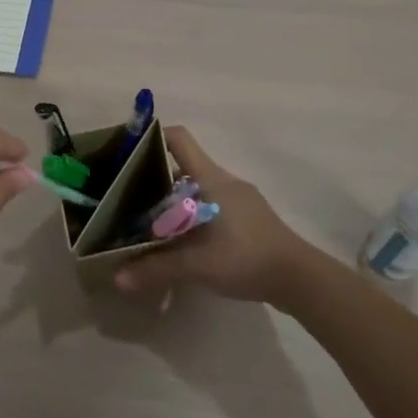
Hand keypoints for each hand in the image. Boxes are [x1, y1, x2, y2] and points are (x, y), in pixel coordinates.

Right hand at [115, 127, 317, 305]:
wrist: (299, 278)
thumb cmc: (246, 257)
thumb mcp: (197, 265)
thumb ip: (157, 268)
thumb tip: (118, 278)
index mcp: (210, 178)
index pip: (179, 139)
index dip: (153, 138)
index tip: (128, 154)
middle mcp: (223, 180)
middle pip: (182, 165)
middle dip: (154, 178)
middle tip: (127, 197)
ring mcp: (238, 199)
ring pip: (196, 188)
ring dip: (172, 200)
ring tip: (147, 221)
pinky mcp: (246, 218)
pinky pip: (209, 205)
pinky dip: (190, 215)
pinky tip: (181, 240)